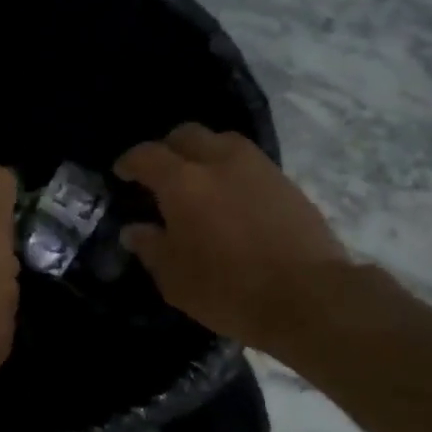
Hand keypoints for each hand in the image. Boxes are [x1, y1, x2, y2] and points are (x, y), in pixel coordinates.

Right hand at [116, 124, 350, 346]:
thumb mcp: (176, 279)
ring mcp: (257, 166)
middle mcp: (218, 161)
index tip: (122, 173)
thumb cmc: (230, 290)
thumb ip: (151, 248)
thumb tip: (135, 229)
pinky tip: (233, 195)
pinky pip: (249, 160)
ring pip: (222, 141)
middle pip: (186, 135)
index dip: (130, 162)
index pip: (147, 155)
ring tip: (200, 180)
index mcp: (183, 182)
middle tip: (161, 173)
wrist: (308, 296)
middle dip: (168, 148)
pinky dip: (232, 169)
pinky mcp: (285, 180)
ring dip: (204, 153)